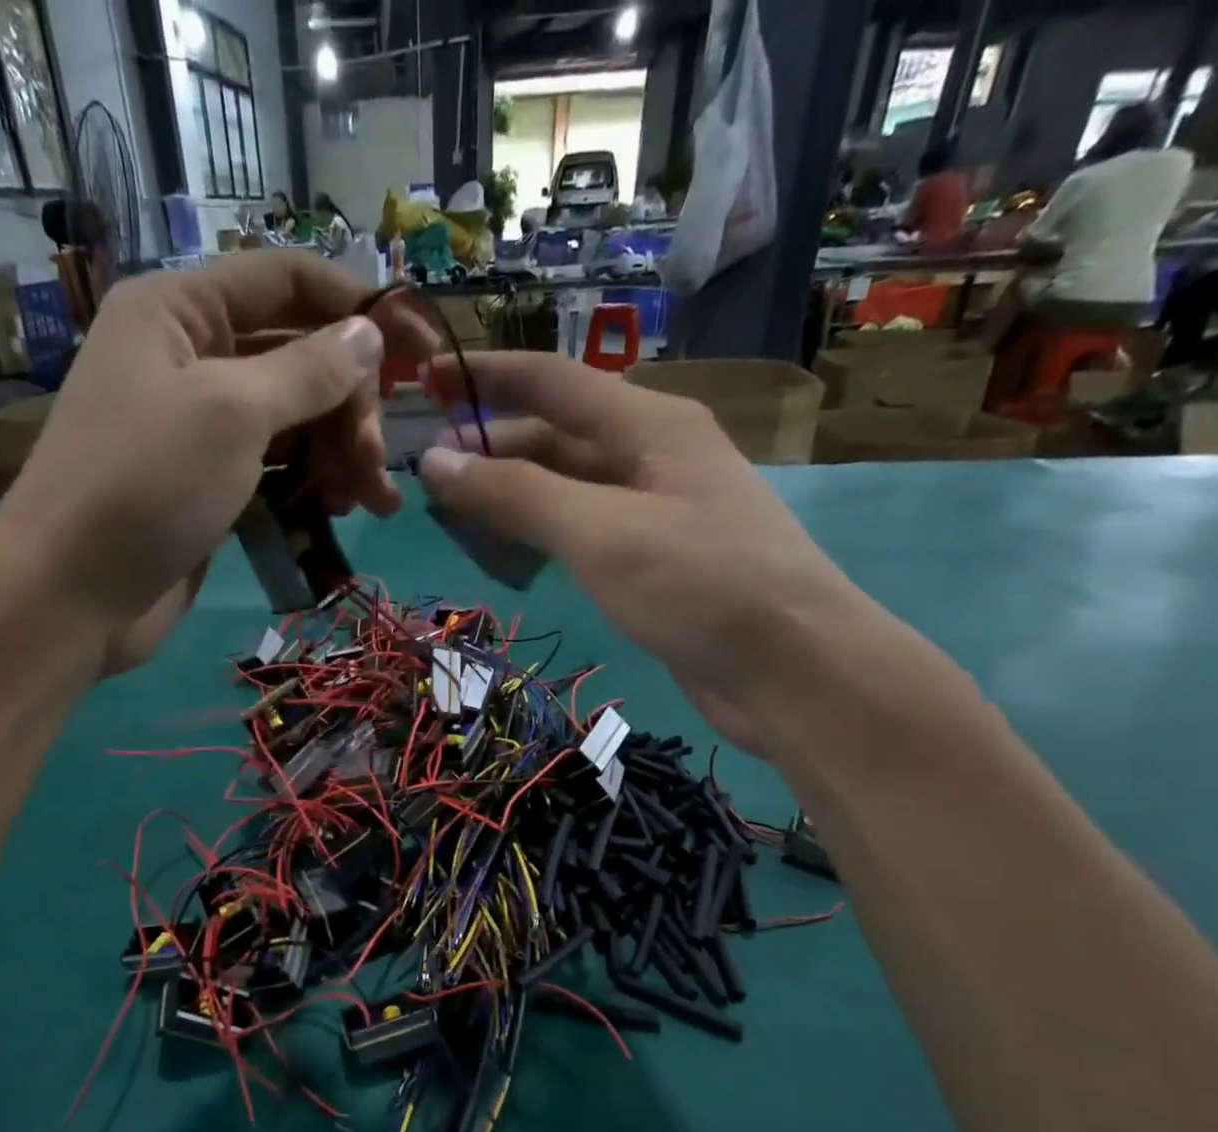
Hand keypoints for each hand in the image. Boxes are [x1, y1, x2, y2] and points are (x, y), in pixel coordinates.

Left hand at [0, 253, 428, 671]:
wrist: (71, 596)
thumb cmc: (145, 486)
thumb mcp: (232, 413)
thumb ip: (308, 370)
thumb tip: (369, 334)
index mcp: (180, 311)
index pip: (286, 282)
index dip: (358, 307)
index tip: (423, 349)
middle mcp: (189, 357)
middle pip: (297, 357)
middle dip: (349, 404)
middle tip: (378, 459)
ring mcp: (199, 427)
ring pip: (293, 420)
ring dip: (341, 452)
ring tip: (373, 499)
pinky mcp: (209, 486)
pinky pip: (277, 468)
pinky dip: (313, 484)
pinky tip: (342, 511)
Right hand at [417, 353, 868, 753]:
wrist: (792, 668)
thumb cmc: (699, 584)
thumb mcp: (600, 532)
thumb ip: (515, 495)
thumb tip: (435, 460)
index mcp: (649, 424)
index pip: (553, 381)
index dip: (485, 377)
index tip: (425, 379)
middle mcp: (653, 456)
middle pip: (557, 437)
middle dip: (492, 448)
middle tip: (426, 474)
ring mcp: (656, 510)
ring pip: (568, 488)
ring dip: (512, 497)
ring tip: (453, 518)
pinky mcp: (655, 561)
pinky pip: (583, 532)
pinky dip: (541, 536)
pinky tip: (511, 554)